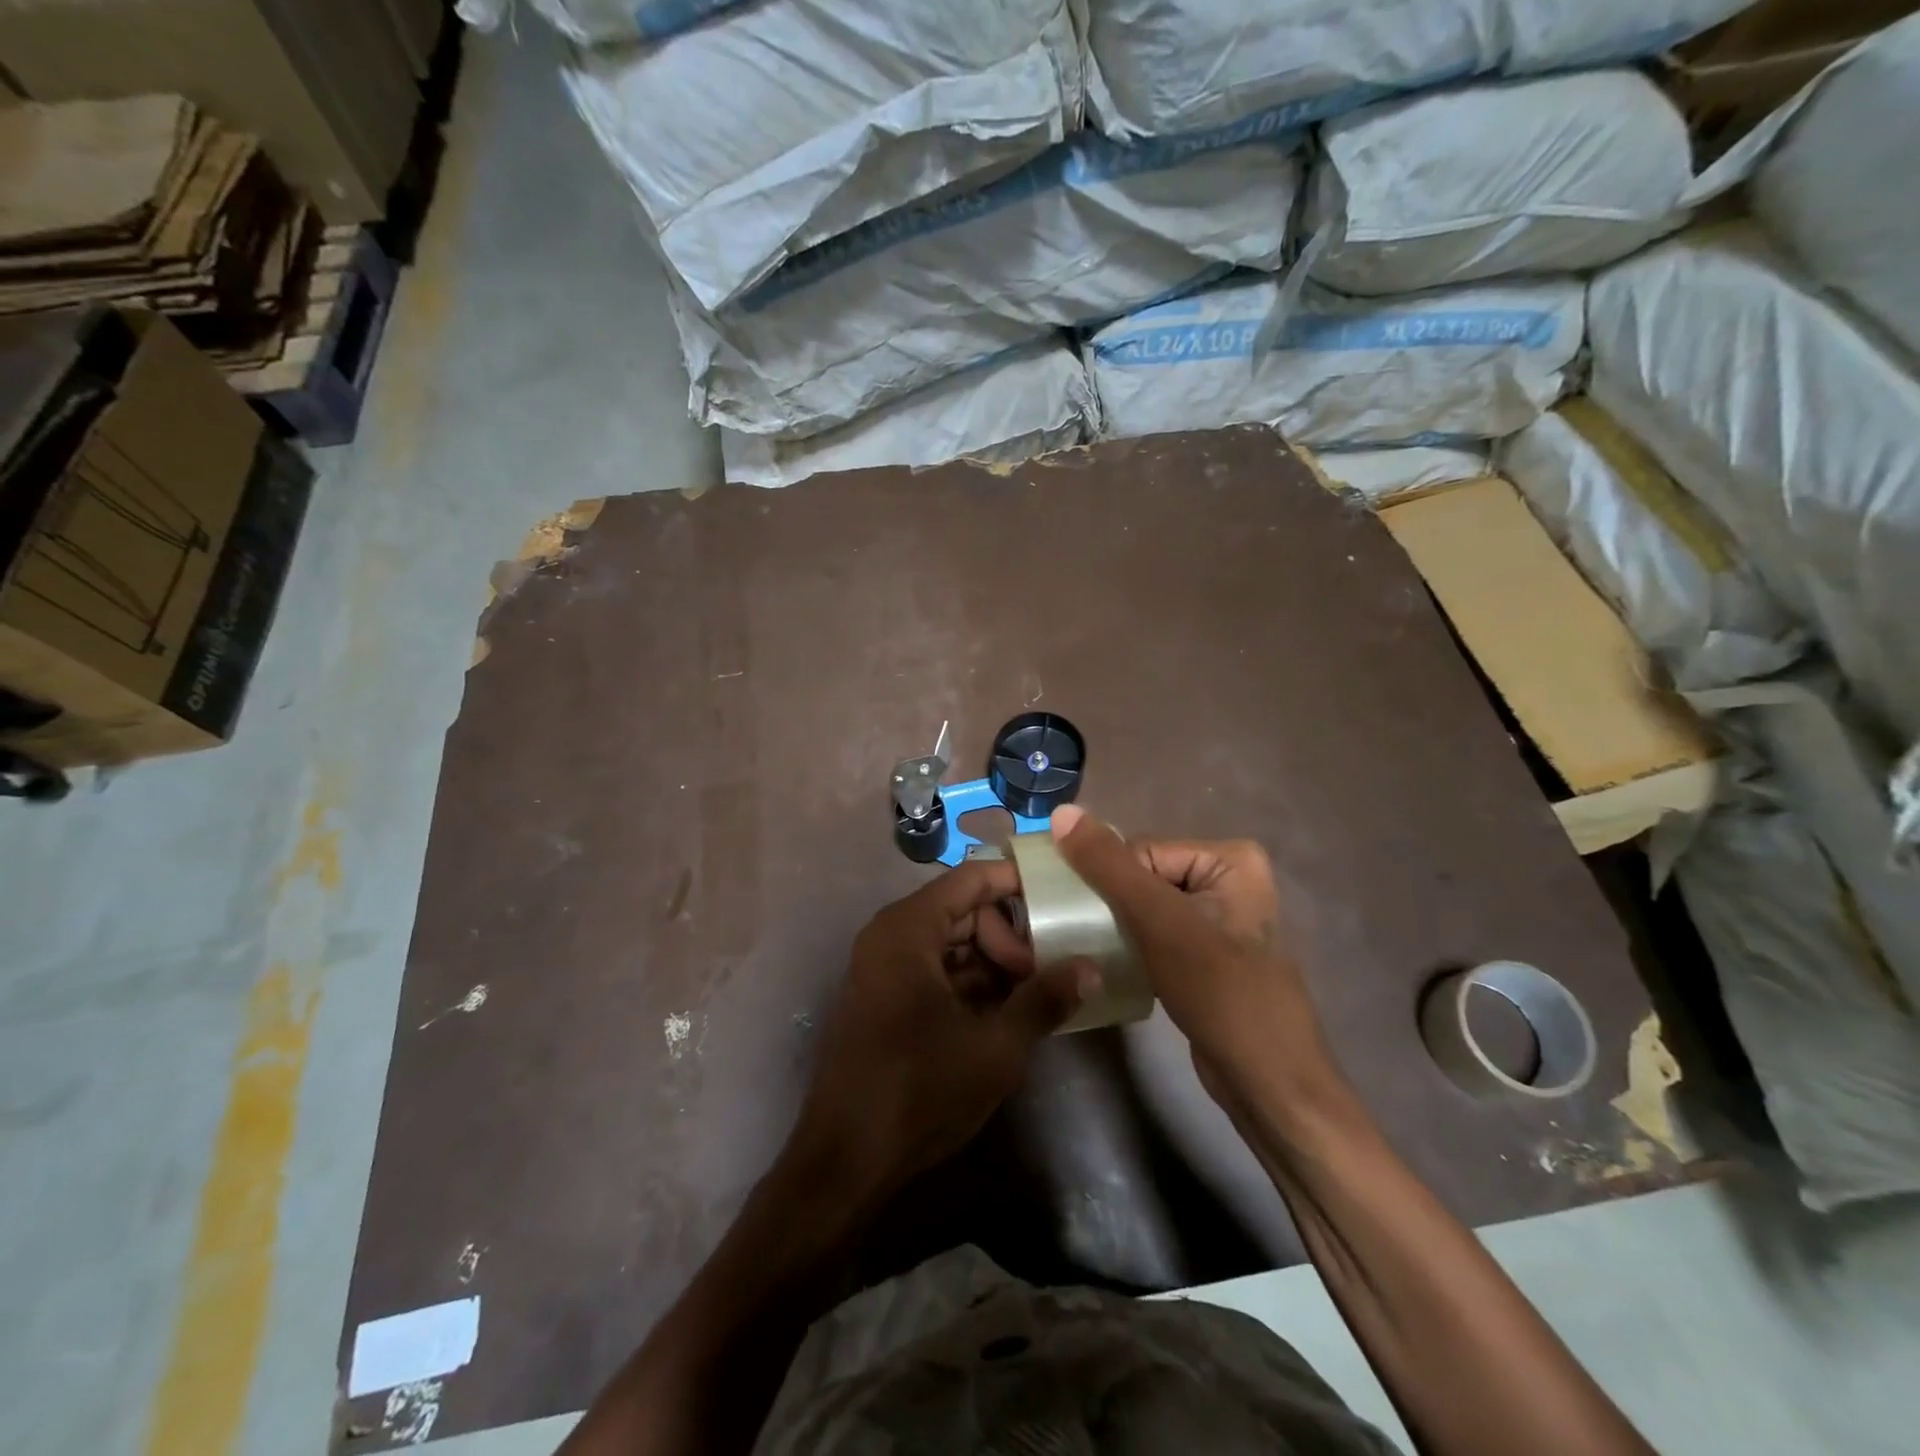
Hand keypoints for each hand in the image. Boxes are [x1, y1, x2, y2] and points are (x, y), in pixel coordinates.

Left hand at [786, 861, 1087, 1200]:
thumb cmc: (920, 1089)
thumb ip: (1044, 1000)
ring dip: (994, 964)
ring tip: (1035, 996)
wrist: (846, 1159)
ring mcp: (884, 969)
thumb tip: (1091, 968)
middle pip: (963, 911)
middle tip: (1048, 972)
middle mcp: (890, 936)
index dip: (1017, 882)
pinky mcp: (885, 1000)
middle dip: (1010, 936)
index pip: (971, 879)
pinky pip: (935, 971)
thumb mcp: (995, 1047)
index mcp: (908, 928)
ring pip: (952, 944)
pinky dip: (971, 984)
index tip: (1061, 897)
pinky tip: (1006, 1014)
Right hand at [1048, 805, 1340, 1111]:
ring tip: (1097, 952)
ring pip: (1145, 908)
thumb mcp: (1160, 922)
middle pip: (1141, 877)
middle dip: (1110, 906)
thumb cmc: (1221, 993)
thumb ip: (1109, 866)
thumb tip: (1061, 812)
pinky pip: (1156, 934)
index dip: (1108, 884)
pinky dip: (1131, 946)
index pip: (1140, 852)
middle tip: (1086, 936)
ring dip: (1116, 927)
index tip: (1083, 919)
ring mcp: (1219, 919)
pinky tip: (1116, 966)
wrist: (1268, 1084)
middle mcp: (1229, 879)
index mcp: (1230, 858)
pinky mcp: (1207, 954)